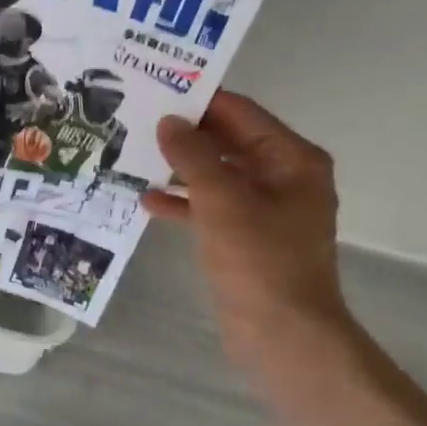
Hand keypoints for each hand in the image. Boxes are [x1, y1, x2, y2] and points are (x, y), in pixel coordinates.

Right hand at [144, 93, 348, 356]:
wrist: (283, 336)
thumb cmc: (258, 260)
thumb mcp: (222, 200)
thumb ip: (193, 156)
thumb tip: (168, 122)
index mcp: (292, 160)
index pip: (242, 114)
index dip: (201, 101)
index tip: (158, 89)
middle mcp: (284, 178)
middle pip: (229, 143)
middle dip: (186, 135)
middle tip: (138, 120)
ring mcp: (266, 210)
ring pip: (218, 176)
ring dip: (180, 169)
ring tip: (134, 155)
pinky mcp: (247, 238)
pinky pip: (213, 208)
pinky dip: (185, 203)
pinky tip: (147, 202)